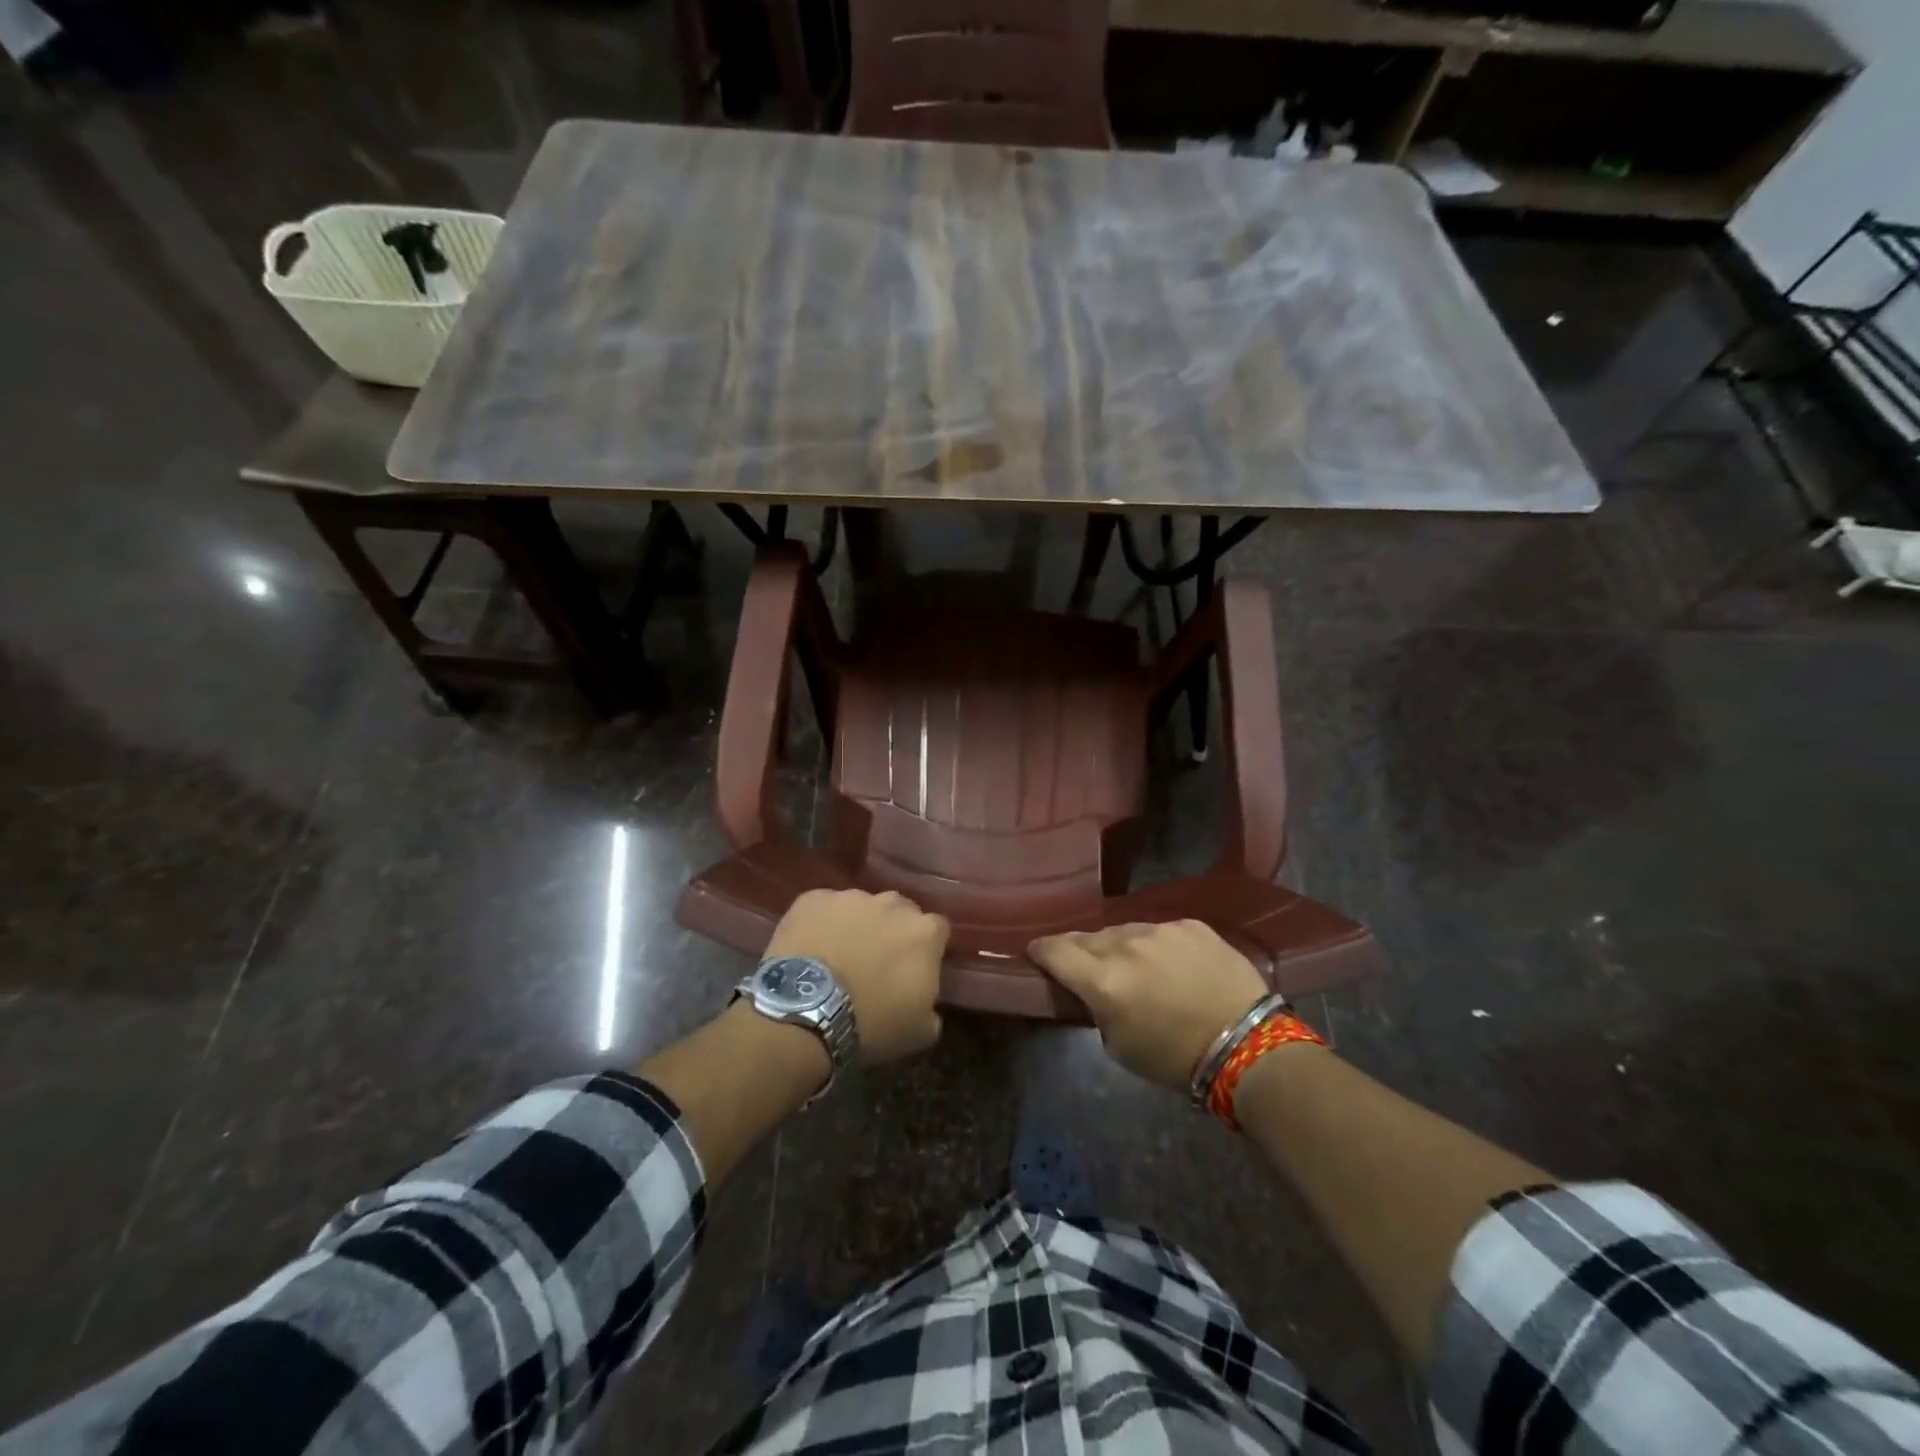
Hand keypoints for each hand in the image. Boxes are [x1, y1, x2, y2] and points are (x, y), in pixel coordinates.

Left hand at [765, 889, 948, 1062]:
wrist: (805, 1012)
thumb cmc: (871, 1023)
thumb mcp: (920, 1031)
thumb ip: (931, 1004)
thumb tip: (925, 998)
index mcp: (924, 932)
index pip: (937, 930)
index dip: (927, 948)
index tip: (915, 968)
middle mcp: (892, 903)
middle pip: (899, 911)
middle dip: (892, 931)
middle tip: (876, 962)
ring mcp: (850, 897)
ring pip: (860, 907)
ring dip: (856, 925)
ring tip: (838, 955)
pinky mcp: (812, 899)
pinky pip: (823, 907)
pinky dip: (820, 923)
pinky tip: (810, 947)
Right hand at [1029, 920, 1269, 1088]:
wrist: (1248, 1044)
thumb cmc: (1176, 1058)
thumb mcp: (1119, 1046)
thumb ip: (1096, 1009)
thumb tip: (1093, 991)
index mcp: (1102, 980)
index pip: (1055, 950)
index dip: (1041, 951)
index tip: (1037, 954)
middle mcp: (1125, 945)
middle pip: (1088, 938)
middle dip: (1082, 951)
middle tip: (1089, 968)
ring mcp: (1160, 929)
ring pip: (1125, 931)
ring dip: (1121, 947)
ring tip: (1137, 968)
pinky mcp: (1191, 924)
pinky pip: (1161, 931)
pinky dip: (1158, 946)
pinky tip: (1173, 966)